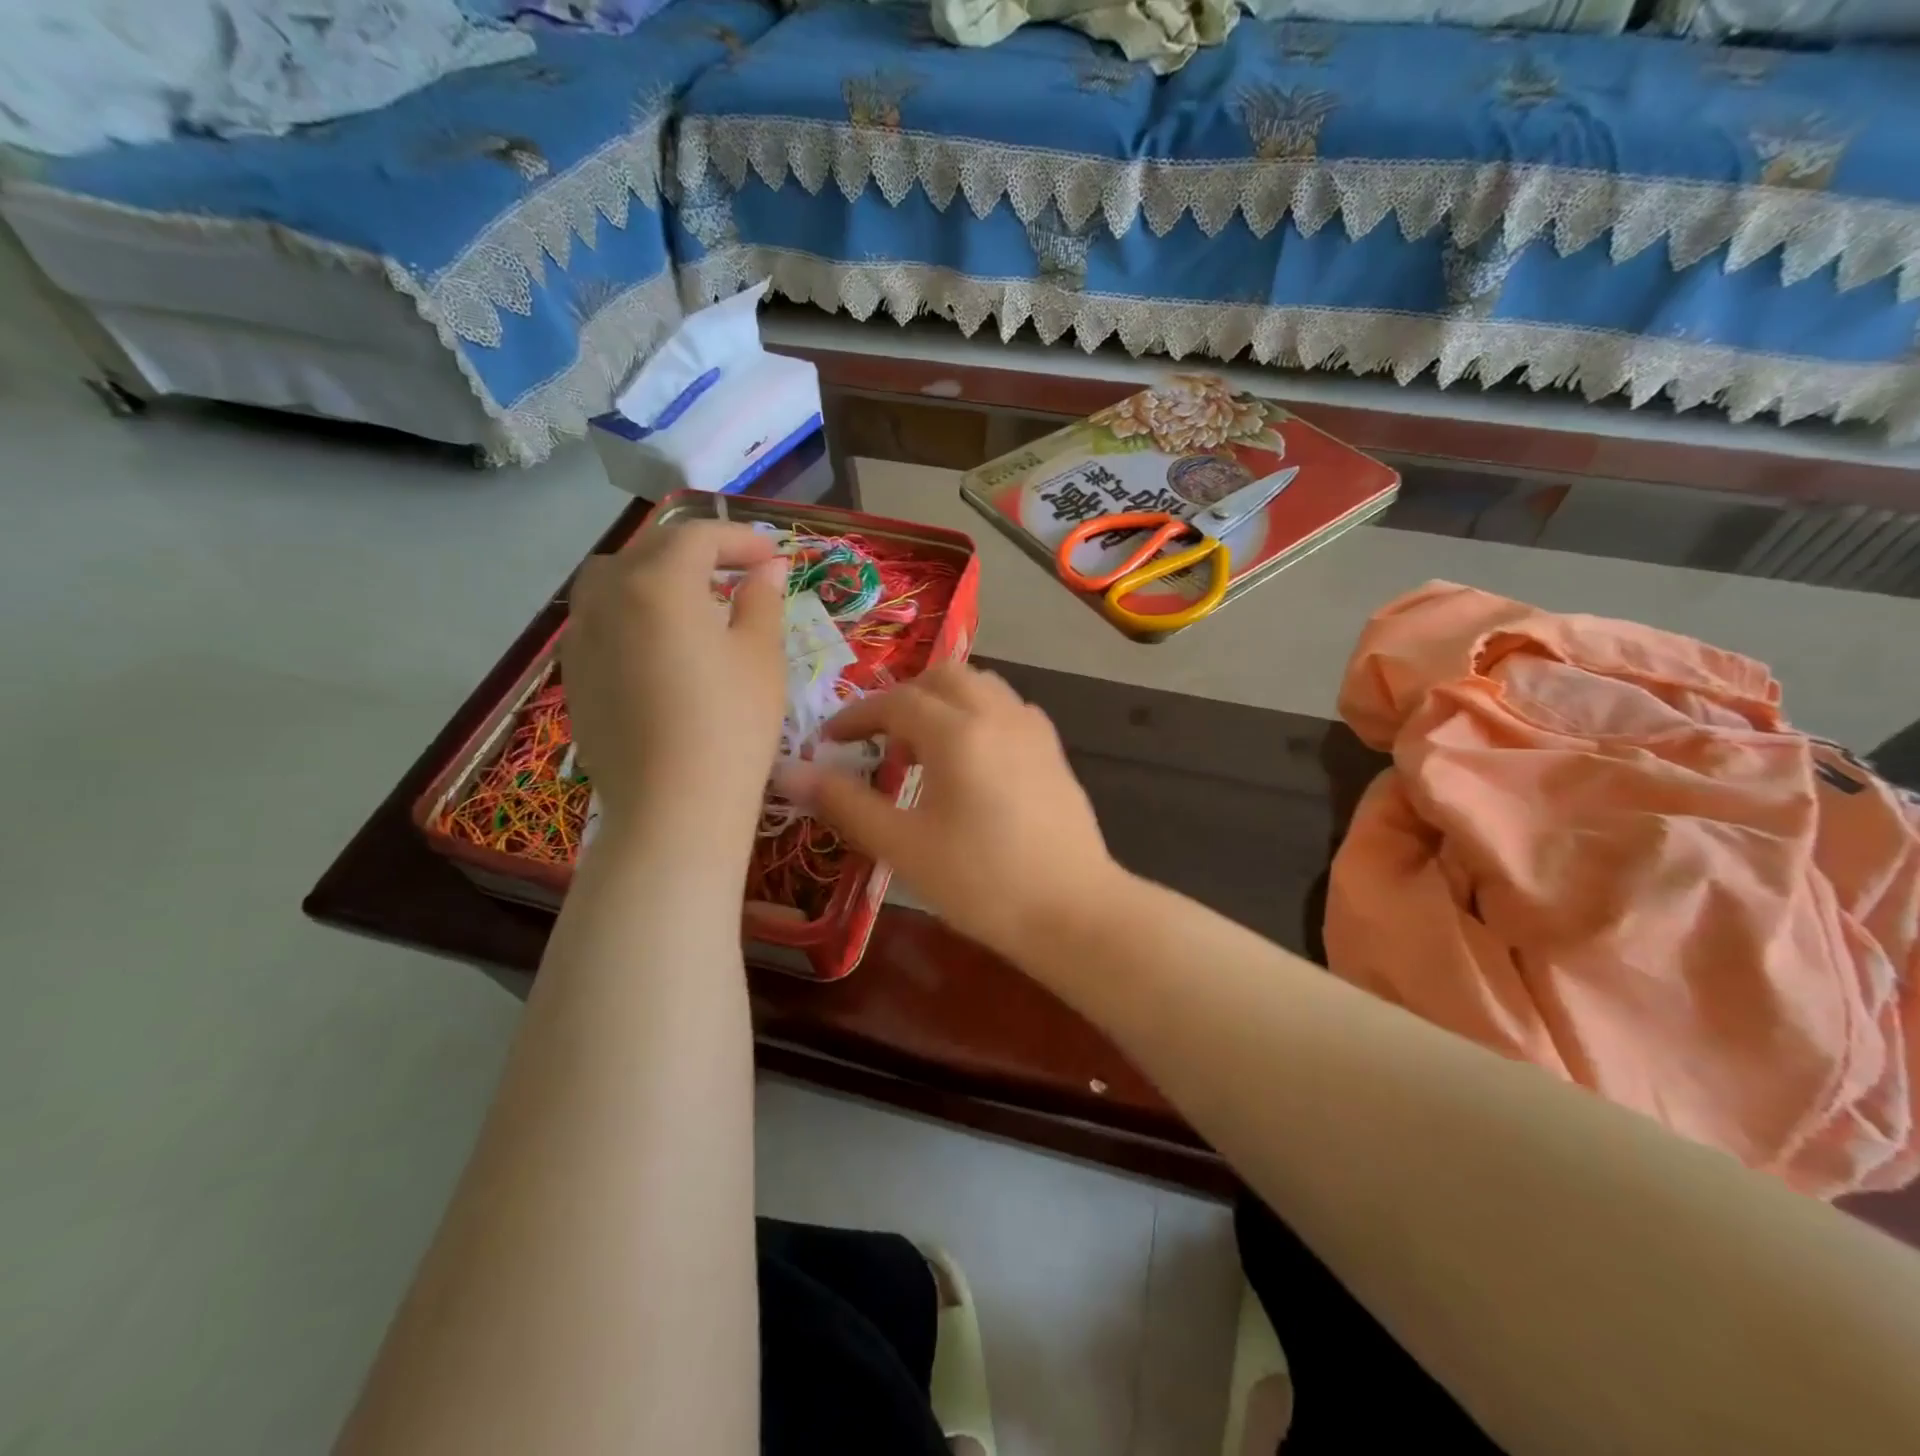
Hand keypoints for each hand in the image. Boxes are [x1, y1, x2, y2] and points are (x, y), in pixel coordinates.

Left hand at [563, 521, 787, 844]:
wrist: (673, 807)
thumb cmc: (731, 725)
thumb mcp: (761, 657)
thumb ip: (762, 600)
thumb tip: (768, 568)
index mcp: (658, 582)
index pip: (697, 536)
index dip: (739, 539)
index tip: (773, 556)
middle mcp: (607, 596)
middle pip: (649, 550)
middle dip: (696, 551)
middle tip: (738, 572)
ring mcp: (581, 637)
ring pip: (613, 580)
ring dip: (654, 575)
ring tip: (692, 601)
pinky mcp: (574, 675)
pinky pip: (599, 620)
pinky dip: (630, 612)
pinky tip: (659, 644)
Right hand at [774, 665, 1122, 959]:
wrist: (1072, 911)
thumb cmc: (981, 881)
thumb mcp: (903, 846)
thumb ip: (846, 803)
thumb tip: (789, 772)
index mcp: (958, 731)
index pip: (896, 702)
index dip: (857, 716)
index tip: (830, 739)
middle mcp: (998, 714)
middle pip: (943, 677)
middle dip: (903, 697)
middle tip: (878, 736)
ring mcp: (1033, 729)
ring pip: (981, 686)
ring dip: (944, 700)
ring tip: (923, 746)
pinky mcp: (1054, 751)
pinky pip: (1008, 709)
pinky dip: (979, 714)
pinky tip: (972, 759)